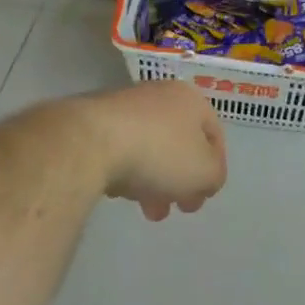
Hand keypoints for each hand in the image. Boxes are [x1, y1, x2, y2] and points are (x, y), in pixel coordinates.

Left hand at [87, 81, 227, 220]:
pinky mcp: (94, 120)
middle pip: (180, 143)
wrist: (90, 141)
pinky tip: (119, 191)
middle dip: (181, 181)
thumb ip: (214, 176)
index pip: (214, 134)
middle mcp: (160, 95)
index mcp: (191, 99)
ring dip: (154, 181)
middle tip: (177, 208)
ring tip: (146, 209)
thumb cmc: (159, 153)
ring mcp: (125, 105)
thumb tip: (206, 178)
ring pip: (150, 148)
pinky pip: (121, 149)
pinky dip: (126, 170)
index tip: (205, 196)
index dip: (215, 168)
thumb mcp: (205, 172)